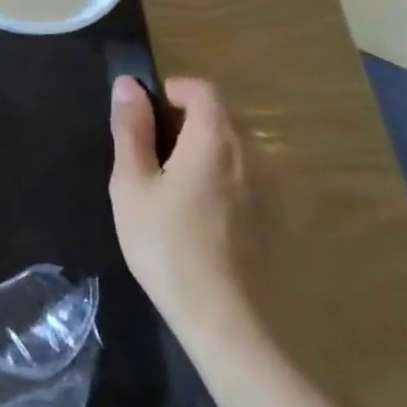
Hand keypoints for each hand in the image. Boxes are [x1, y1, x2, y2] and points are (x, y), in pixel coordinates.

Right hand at [108, 78, 262, 343]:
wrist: (226, 321)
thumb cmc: (167, 246)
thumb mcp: (132, 184)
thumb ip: (130, 130)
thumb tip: (128, 85)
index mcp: (215, 141)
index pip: (203, 90)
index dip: (172, 91)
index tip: (145, 117)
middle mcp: (253, 156)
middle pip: (221, 117)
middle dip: (185, 121)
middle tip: (149, 156)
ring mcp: (272, 189)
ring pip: (235, 149)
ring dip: (203, 151)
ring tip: (171, 188)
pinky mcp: (278, 220)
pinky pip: (247, 178)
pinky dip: (222, 179)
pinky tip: (199, 217)